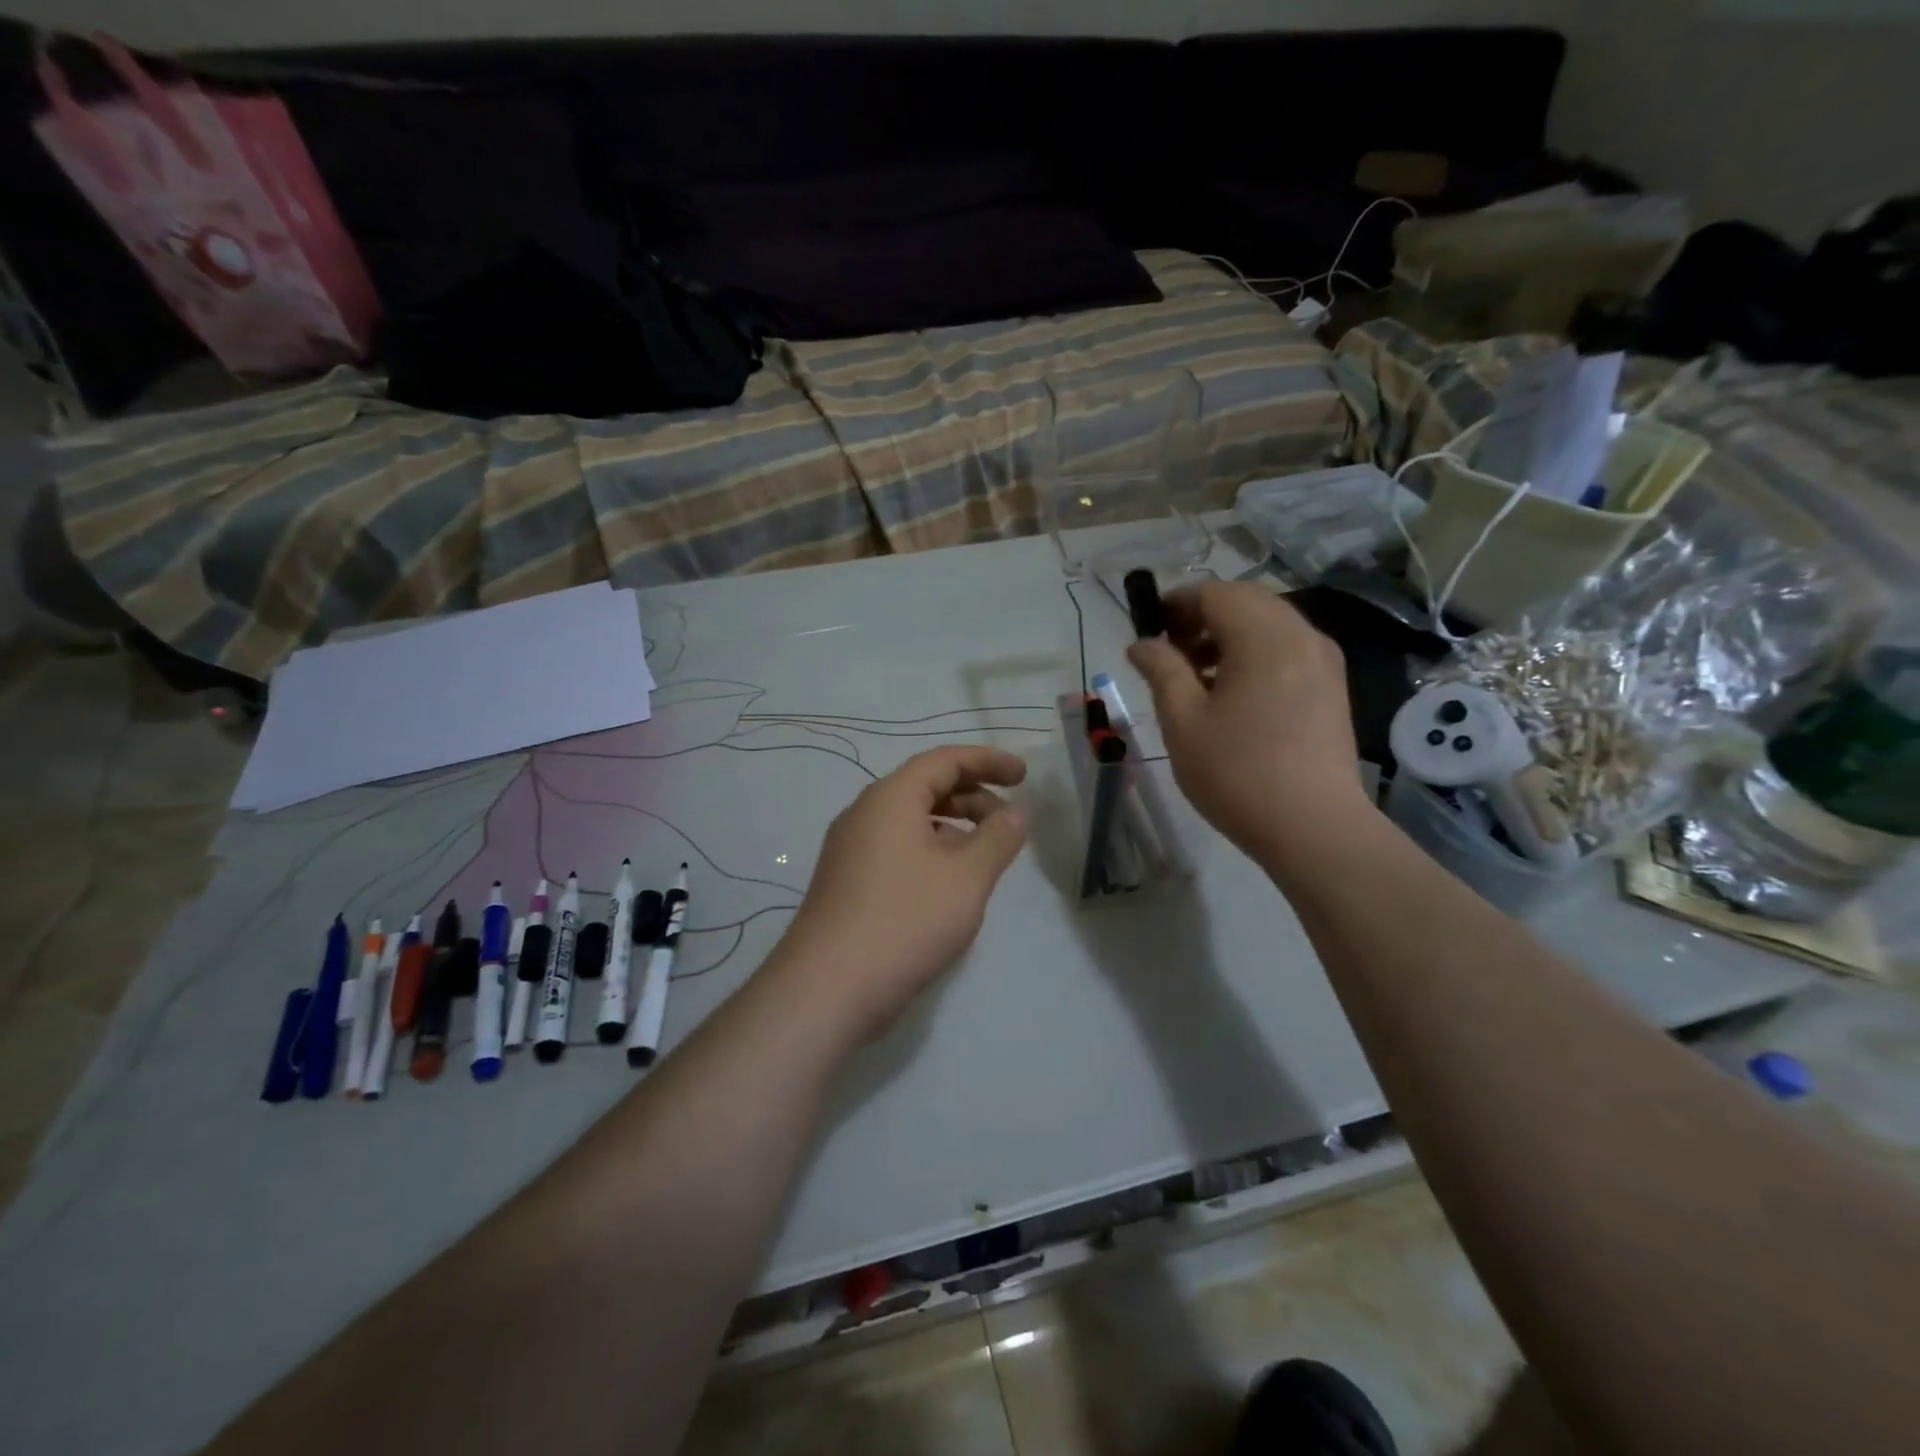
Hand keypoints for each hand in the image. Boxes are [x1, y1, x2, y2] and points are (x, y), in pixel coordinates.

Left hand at [776, 746, 1028, 1042]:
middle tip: (1009, 820)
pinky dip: (931, 852)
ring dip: (953, 827)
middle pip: (925, 787)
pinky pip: (897, 849)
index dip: (988, 761)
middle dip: (973, 796)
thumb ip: (998, 837)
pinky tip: (950, 886)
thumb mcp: (967, 877)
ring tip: (986, 856)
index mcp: (890, 798)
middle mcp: (865, 814)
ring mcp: (851, 850)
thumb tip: (1016, 812)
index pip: (944, 760)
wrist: (828, 988)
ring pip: (911, 821)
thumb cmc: (905, 920)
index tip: (1024, 776)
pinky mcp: (847, 883)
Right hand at [1128, 582, 1368, 870]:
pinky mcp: (1332, 688)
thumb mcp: (1183, 721)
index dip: (1176, 603)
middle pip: (1246, 602)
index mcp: (1265, 637)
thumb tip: (1142, 643)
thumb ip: (1161, 670)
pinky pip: (1286, 650)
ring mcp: (1324, 662)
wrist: (1314, 829)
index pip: (1215, 593)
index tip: (1149, 630)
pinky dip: (1253, 655)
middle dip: (1202, 618)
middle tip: (1170, 653)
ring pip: (1268, 625)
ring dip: (1228, 637)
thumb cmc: (1238, 773)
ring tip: (1196, 678)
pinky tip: (1232, 696)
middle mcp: (1302, 636)